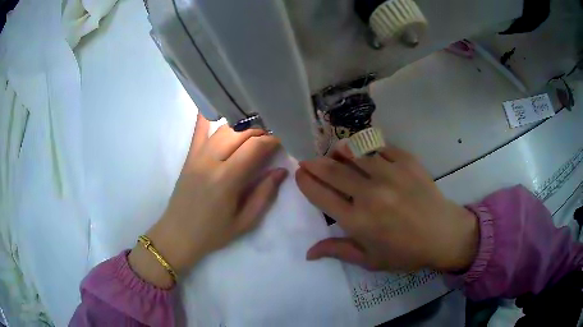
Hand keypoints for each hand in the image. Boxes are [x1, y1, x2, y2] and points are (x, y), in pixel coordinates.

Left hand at [129, 114, 286, 287]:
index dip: (273, 139)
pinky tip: (215, 103)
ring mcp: (197, 156)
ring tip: (256, 128)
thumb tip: (281, 171)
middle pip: (240, 133)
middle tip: (273, 134)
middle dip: (261, 130)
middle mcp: (211, 161)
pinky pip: (198, 130)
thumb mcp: (244, 222)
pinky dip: (206, 115)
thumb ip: (264, 195)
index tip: (285, 138)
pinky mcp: (189, 156)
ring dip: (243, 125)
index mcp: (226, 180)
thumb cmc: (213, 233)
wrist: (178, 235)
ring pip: (223, 129)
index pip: (254, 147)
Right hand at [295, 143, 478, 271]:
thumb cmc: (405, 252)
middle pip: (331, 170)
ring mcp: (389, 173)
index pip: (320, 194)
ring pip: (353, 152)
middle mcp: (369, 193)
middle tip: (308, 161)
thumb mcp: (370, 260)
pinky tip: (366, 154)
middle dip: (314, 163)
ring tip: (335, 154)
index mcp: (357, 220)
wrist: (443, 234)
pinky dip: (367, 149)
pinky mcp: (406, 161)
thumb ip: (338, 251)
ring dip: (338, 152)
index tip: (299, 174)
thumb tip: (309, 252)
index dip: (305, 181)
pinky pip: (379, 147)